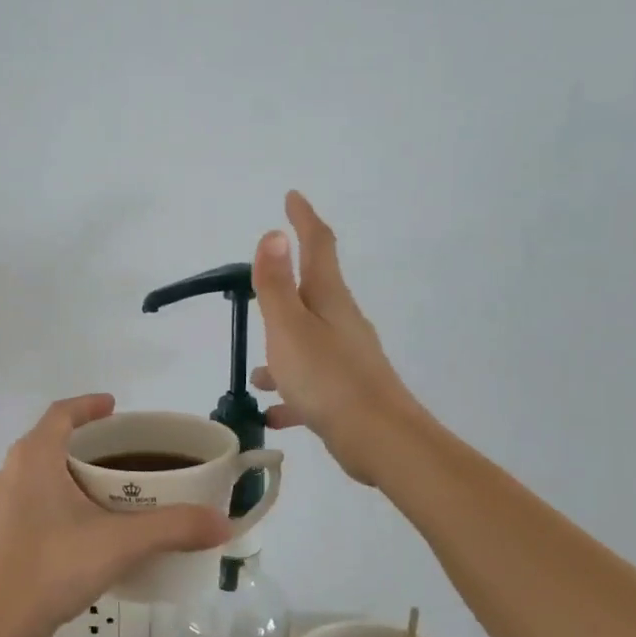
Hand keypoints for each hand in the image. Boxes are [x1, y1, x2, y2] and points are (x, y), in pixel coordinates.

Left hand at [0, 394, 231, 636]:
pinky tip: (83, 529)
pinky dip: (58, 501)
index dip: (88, 405)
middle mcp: (10, 473)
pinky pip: (32, 503)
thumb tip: (222, 523)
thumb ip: (173, 528)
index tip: (114, 406)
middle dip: (85, 442)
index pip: (61, 413)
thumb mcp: (120, 543)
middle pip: (49, 442)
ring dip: (70, 473)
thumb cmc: (53, 566)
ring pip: (38, 474)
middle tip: (122, 453)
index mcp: (34, 458)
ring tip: (107, 490)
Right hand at [251, 191, 427, 486]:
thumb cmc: (327, 378)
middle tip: (261, 285)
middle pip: (313, 294)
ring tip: (256, 374)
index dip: (304, 220)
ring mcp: (347, 359)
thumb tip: (274, 234)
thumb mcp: (289, 327)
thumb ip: (276, 284)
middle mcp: (342, 323)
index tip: (292, 198)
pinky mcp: (347, 393)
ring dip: (281, 351)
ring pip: (306, 344)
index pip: (318, 246)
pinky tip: (273, 414)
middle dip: (287, 287)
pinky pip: (310, 385)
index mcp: (329, 299)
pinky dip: (290, 393)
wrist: (379, 439)